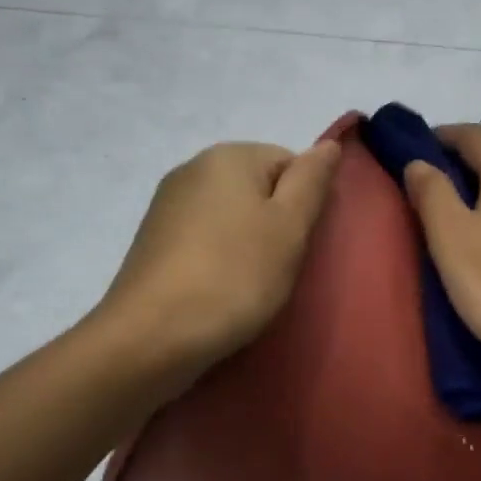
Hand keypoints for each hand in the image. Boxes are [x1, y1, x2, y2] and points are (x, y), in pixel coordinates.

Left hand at [94, 140, 340, 386]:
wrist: (153, 335)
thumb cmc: (235, 276)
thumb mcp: (290, 227)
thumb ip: (312, 181)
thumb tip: (328, 145)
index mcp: (229, 156)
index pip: (290, 161)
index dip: (305, 202)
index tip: (301, 243)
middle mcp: (192, 168)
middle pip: (257, 187)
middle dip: (275, 222)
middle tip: (281, 266)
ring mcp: (167, 205)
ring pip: (230, 215)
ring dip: (248, 243)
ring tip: (251, 283)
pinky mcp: (152, 241)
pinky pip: (203, 238)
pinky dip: (219, 258)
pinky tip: (220, 289)